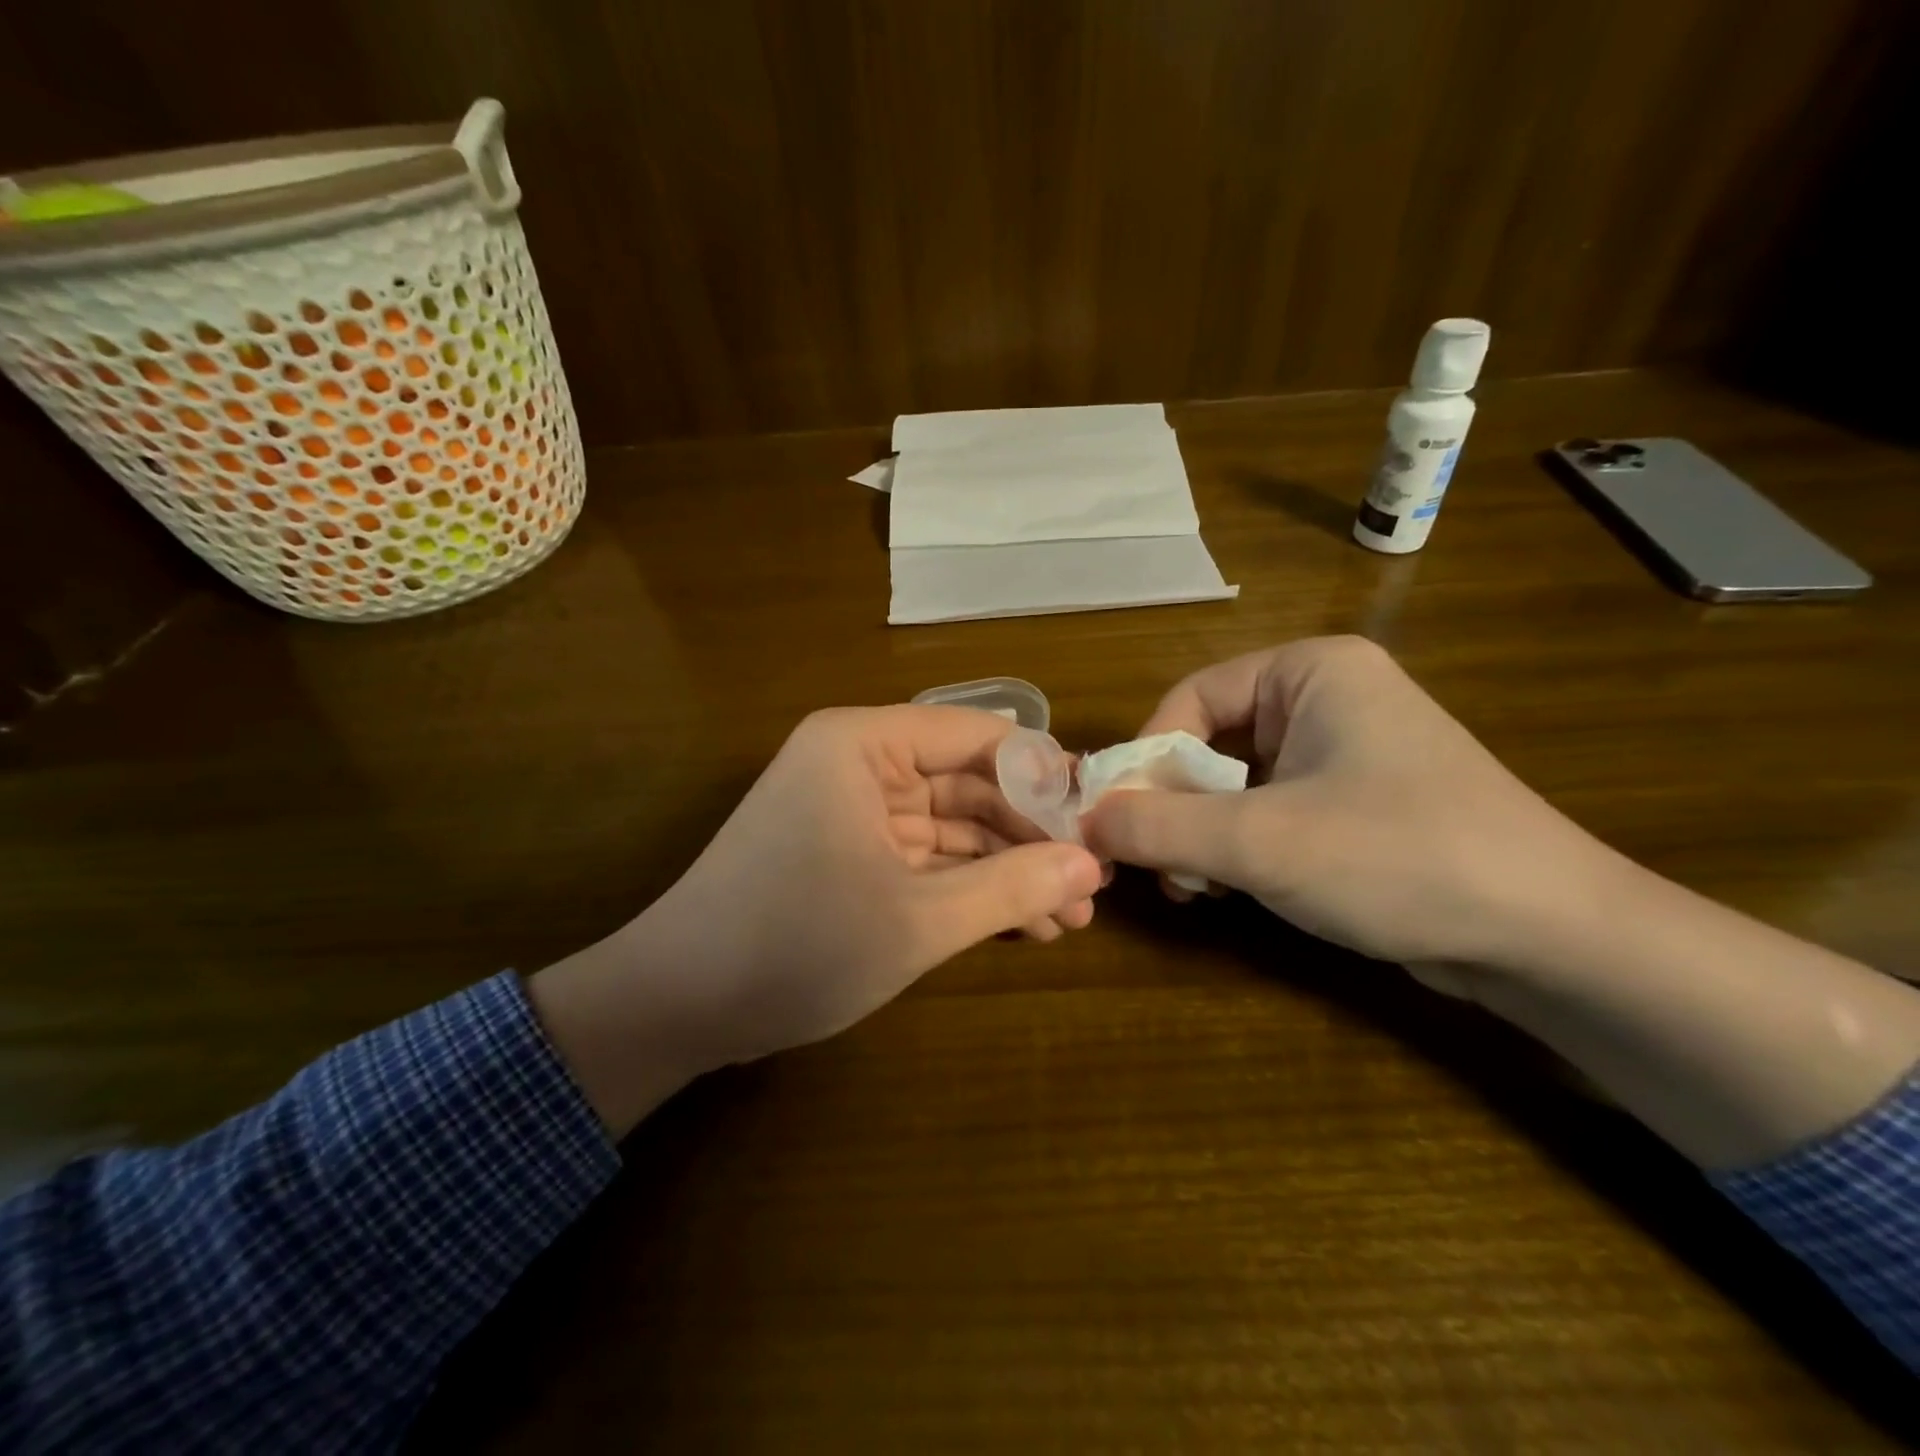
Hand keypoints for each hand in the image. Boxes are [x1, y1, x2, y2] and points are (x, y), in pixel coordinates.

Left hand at [532, 706, 1102, 1133]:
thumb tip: (1092, 865)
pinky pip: (923, 856)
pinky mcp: (847, 853)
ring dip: (1006, 868)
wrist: (676, 1008)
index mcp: (864, 745)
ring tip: (1071, 917)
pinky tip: (1023, 922)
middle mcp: (858, 763)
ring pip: (950, 825)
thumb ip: (1012, 887)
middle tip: (1092, 884)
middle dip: (1030, 835)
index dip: (1042, 775)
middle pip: (967, 782)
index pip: (977, 736)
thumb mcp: (918, 920)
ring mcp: (851, 810)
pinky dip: (968, 886)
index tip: (1098, 820)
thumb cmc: (795, 945)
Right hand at [1080, 636, 1609, 969]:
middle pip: (1211, 742)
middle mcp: (1328, 698)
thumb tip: (1082, 822)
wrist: (1552, 937)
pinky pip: (1272, 810)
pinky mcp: (1358, 803)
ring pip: (1237, 783)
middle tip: (1154, 865)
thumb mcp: (1259, 842)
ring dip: (1202, 834)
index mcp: (1311, 672)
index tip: (1120, 818)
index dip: (1146, 757)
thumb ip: (1157, 827)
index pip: (1192, 697)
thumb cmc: (1398, 857)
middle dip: (1174, 806)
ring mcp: (1347, 752)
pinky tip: (1232, 891)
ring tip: (1194, 887)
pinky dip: (1241, 848)